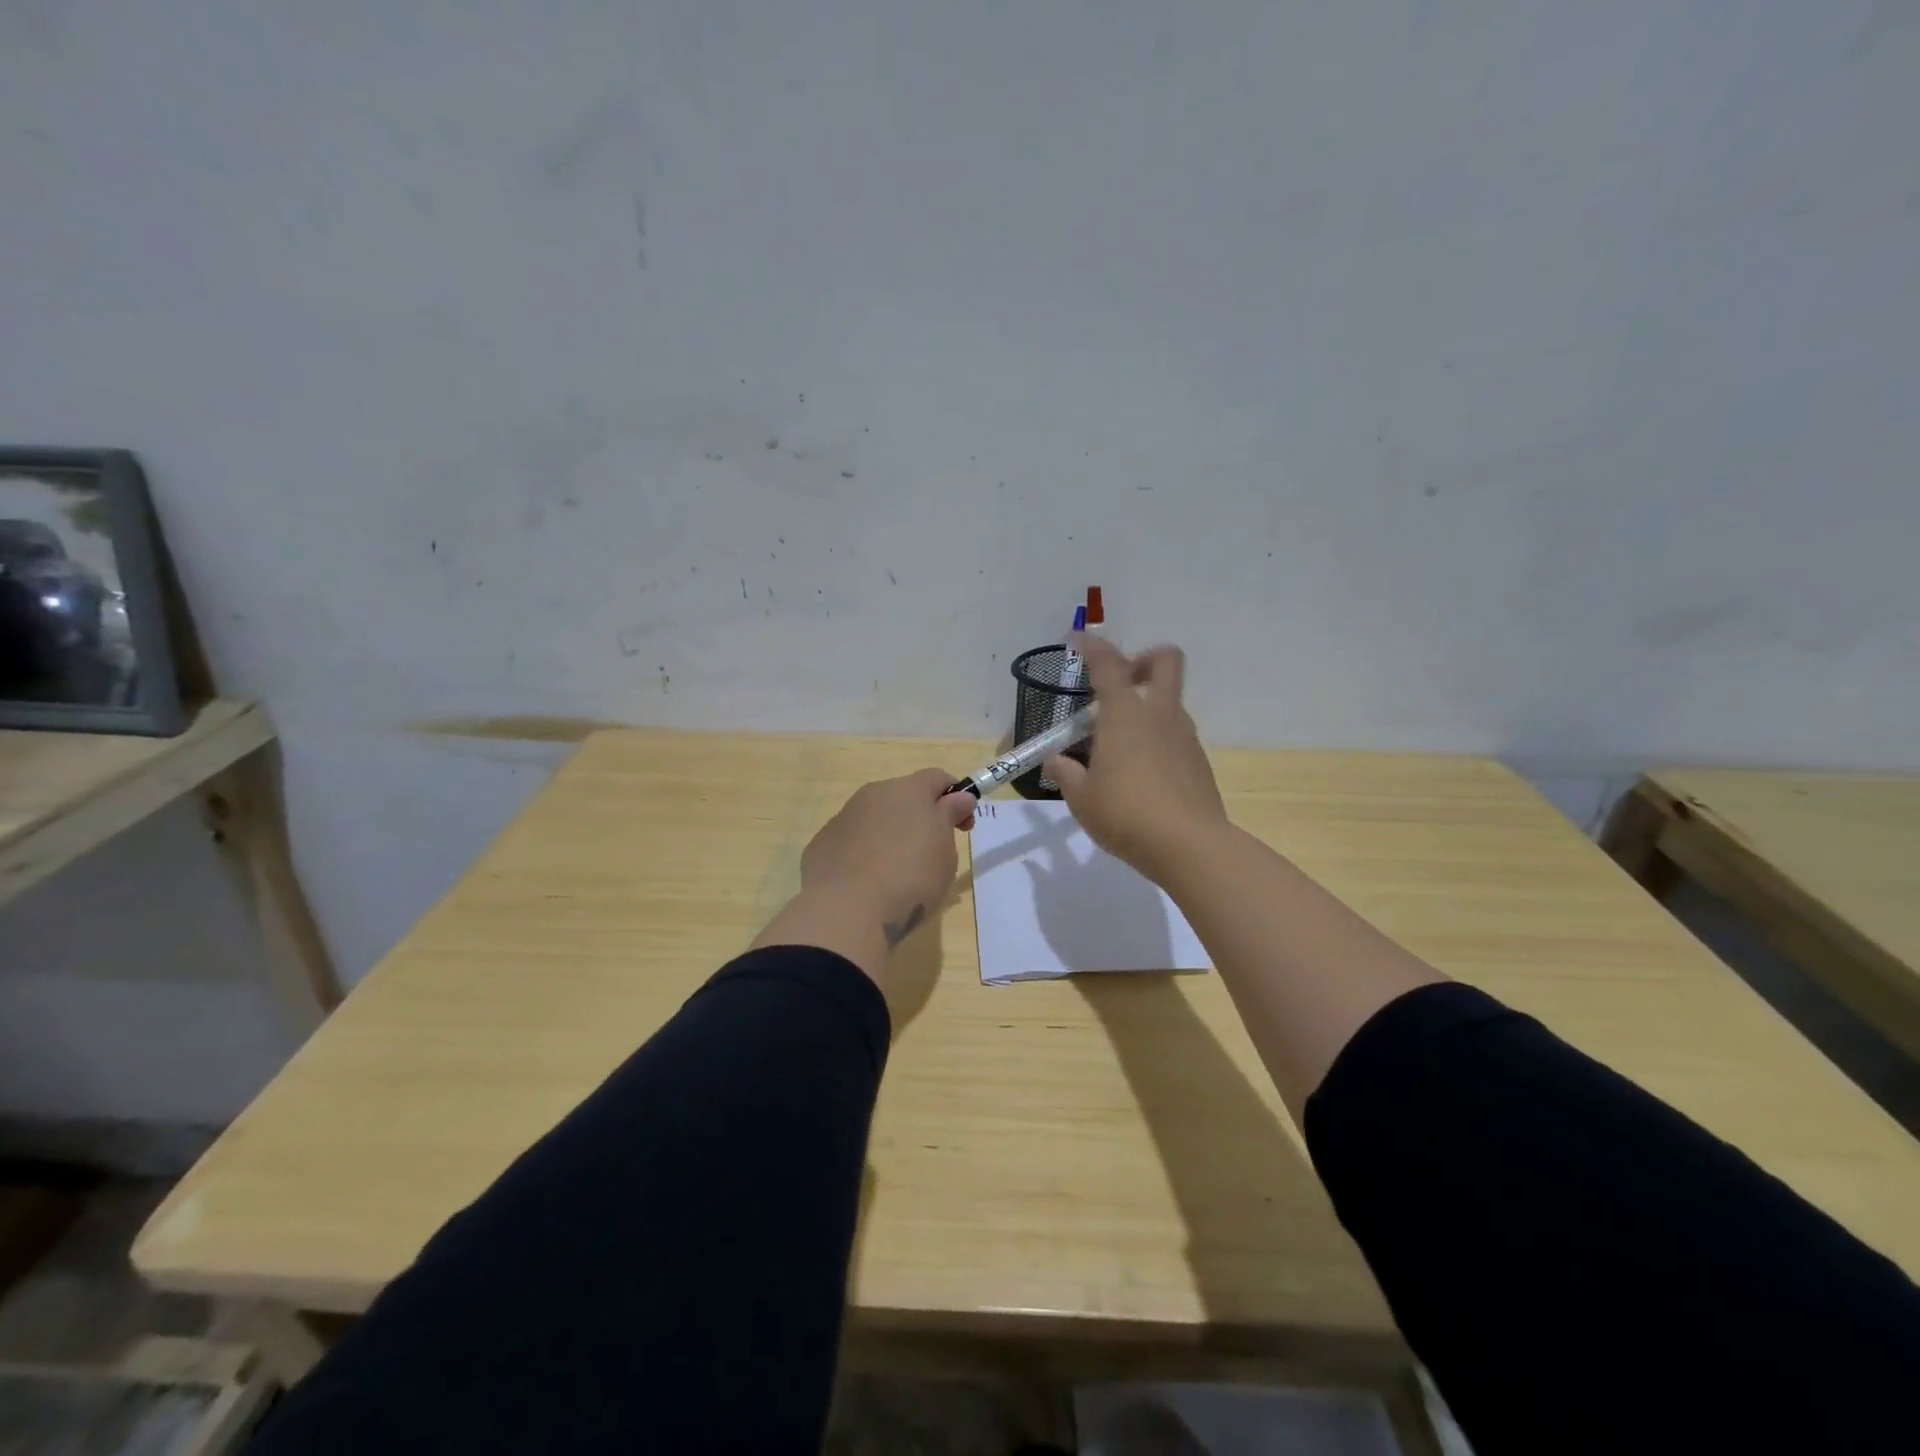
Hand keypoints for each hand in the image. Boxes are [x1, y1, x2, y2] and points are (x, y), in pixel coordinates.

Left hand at [799, 769, 976, 943]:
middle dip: (919, 818)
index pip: (937, 778)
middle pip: (903, 797)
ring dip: (889, 836)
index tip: (962, 827)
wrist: (847, 911)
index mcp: (907, 790)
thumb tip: (959, 797)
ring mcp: (842, 819)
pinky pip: (850, 843)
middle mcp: (871, 795)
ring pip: (874, 820)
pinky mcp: (820, 846)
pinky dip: (862, 855)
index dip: (955, 797)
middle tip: (931, 854)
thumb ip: (950, 817)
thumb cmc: (911, 876)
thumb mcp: (945, 849)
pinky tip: (867, 884)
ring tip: (896, 875)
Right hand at [1048, 634, 1227, 881]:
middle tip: (1122, 679)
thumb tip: (1056, 761)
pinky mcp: (1198, 762)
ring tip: (1120, 741)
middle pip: (1165, 661)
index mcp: (1124, 715)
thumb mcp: (1082, 798)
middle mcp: (1159, 715)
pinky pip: (1176, 734)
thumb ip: (1067, 774)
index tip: (1077, 639)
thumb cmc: (1125, 814)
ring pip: (1171, 700)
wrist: (1190, 846)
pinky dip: (1158, 737)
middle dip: (1144, 659)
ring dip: (1149, 704)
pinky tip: (1141, 771)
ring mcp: (1184, 737)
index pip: (1108, 664)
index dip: (1092, 646)